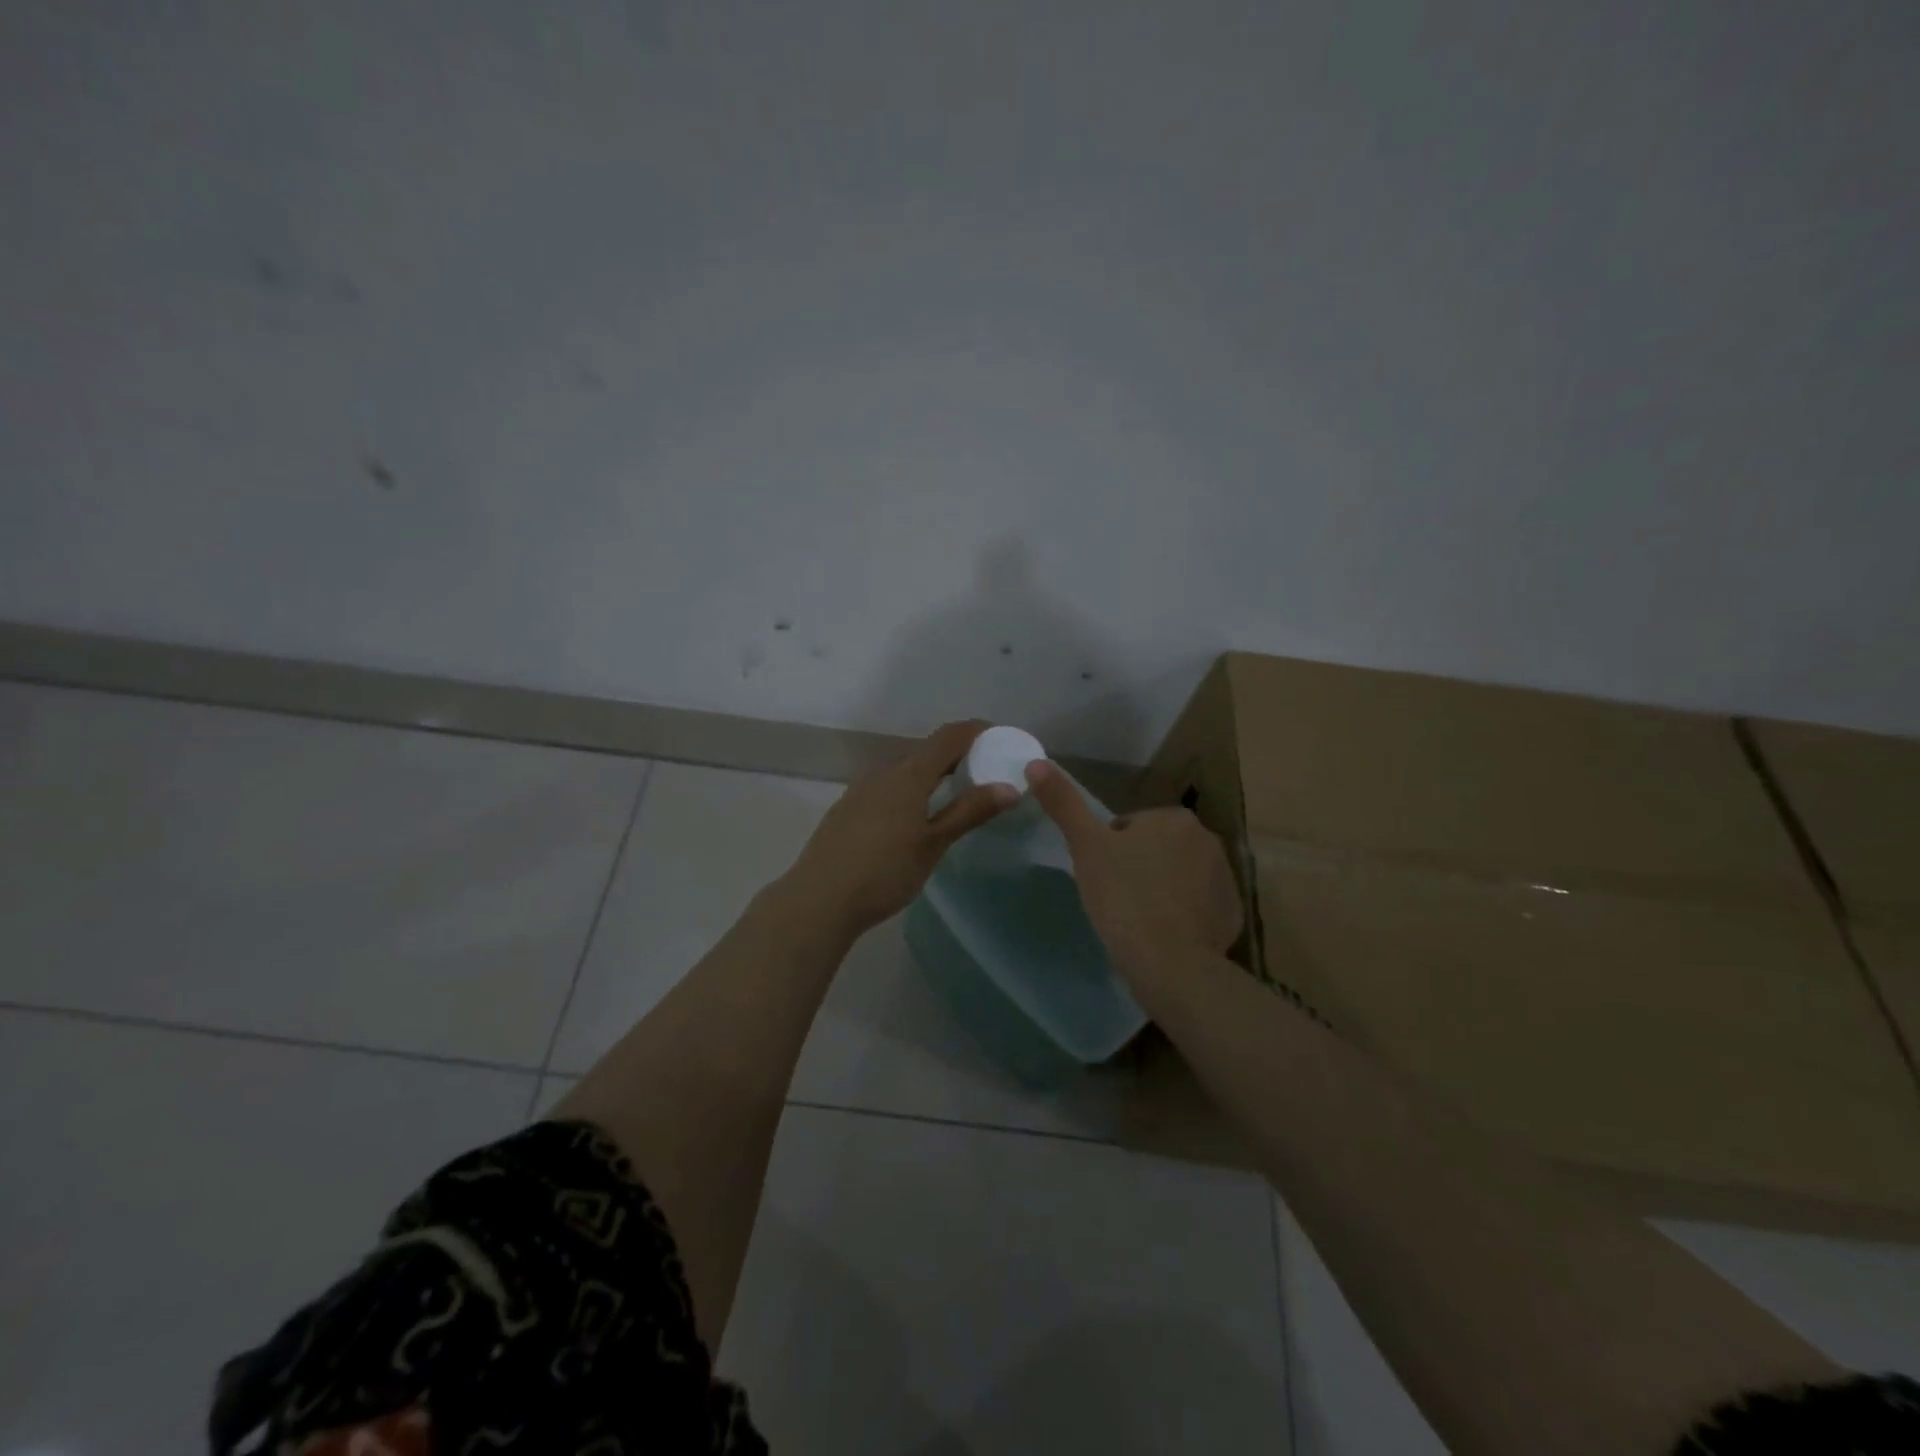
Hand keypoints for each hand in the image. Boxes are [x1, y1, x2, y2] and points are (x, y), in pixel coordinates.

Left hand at [782, 721, 1017, 940]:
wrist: (819, 899)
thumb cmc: (884, 872)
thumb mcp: (933, 844)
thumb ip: (969, 812)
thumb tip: (1009, 787)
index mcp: (908, 774)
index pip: (949, 736)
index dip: (976, 731)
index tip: (1001, 738)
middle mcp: (883, 772)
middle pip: (927, 751)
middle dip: (957, 755)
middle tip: (985, 772)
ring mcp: (861, 789)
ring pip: (905, 771)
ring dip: (932, 774)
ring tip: (955, 795)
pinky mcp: (847, 809)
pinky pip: (888, 787)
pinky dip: (911, 790)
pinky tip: (915, 817)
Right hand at [1025, 759, 1242, 975]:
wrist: (1169, 963)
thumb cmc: (1124, 896)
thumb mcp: (1086, 846)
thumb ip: (1064, 803)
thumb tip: (1035, 763)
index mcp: (1174, 818)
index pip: (1130, 827)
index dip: (1109, 851)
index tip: (1101, 878)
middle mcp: (1208, 839)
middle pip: (1157, 850)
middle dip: (1138, 868)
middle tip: (1117, 899)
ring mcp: (1225, 879)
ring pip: (1179, 877)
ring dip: (1161, 890)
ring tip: (1138, 920)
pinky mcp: (1232, 914)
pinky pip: (1199, 907)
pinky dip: (1183, 916)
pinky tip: (1164, 936)